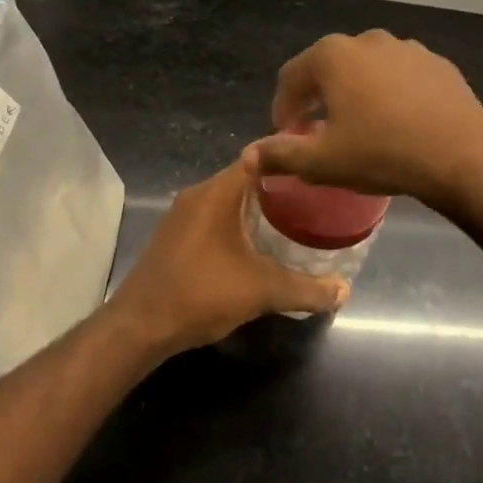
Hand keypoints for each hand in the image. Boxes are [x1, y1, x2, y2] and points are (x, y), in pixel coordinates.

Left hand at [108, 162, 348, 353]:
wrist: (138, 327)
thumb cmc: (201, 293)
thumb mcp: (262, 291)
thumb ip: (306, 289)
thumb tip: (344, 291)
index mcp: (218, 192)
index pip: (259, 155)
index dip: (288, 156)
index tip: (316, 164)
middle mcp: (198, 194)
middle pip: (244, 176)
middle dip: (278, 185)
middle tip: (314, 196)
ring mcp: (181, 216)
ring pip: (227, 199)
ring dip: (256, 207)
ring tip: (293, 219)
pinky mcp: (174, 237)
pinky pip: (213, 217)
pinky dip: (236, 223)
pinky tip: (256, 245)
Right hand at [241, 30, 482, 209]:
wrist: (461, 154)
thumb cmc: (382, 153)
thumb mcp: (323, 162)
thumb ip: (280, 155)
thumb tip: (248, 156)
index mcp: (333, 56)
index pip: (291, 77)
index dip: (282, 108)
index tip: (286, 136)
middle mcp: (368, 40)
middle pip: (329, 69)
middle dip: (318, 99)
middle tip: (318, 132)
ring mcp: (407, 48)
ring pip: (367, 70)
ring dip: (355, 94)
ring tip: (360, 128)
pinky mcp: (437, 63)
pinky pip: (401, 77)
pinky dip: (390, 94)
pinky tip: (399, 123)